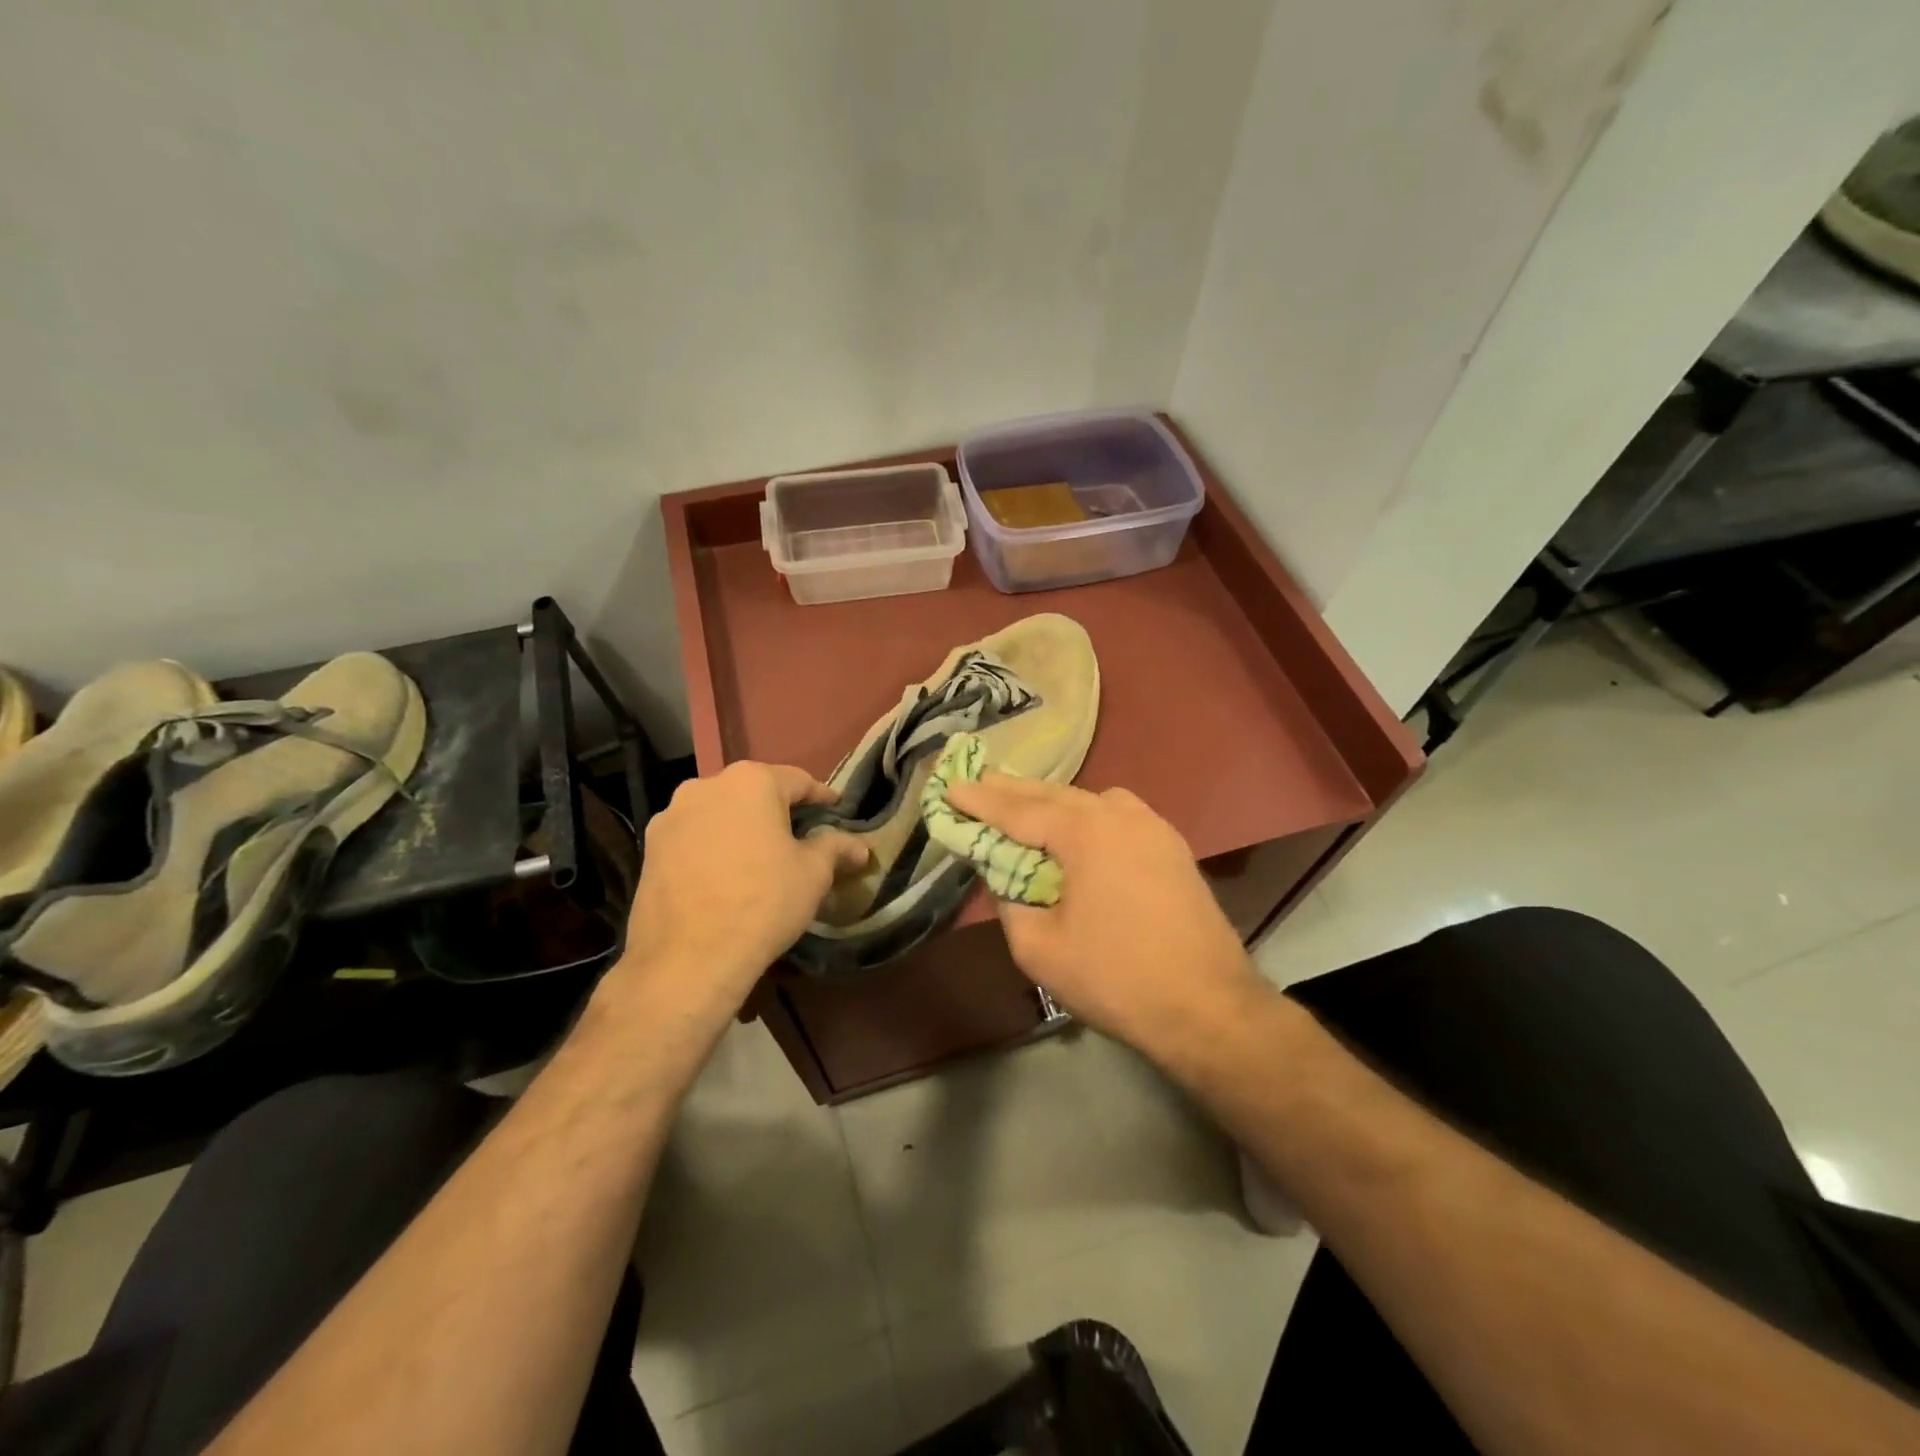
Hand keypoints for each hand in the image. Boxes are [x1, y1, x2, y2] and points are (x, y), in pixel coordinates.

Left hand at [616, 762, 866, 1024]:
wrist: (689, 958)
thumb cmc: (764, 903)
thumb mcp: (813, 874)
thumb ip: (835, 848)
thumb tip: (860, 847)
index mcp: (751, 781)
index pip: (798, 781)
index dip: (822, 798)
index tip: (836, 812)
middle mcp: (706, 785)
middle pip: (754, 792)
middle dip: (777, 811)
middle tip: (799, 836)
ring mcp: (671, 816)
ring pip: (719, 813)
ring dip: (741, 828)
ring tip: (758, 857)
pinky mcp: (650, 848)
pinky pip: (693, 837)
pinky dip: (712, 847)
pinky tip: (724, 875)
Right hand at [943, 773, 1263, 1061]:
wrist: (1208, 1007)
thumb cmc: (1115, 977)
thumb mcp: (1039, 948)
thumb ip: (1010, 903)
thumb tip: (1006, 879)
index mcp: (1085, 831)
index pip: (1018, 810)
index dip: (980, 801)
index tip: (950, 787)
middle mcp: (1120, 814)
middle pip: (1055, 795)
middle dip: (1014, 791)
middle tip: (981, 782)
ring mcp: (1153, 828)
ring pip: (1091, 800)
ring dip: (1054, 801)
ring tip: (1025, 806)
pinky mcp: (1172, 847)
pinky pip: (1119, 816)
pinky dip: (1088, 816)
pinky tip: (1079, 832)